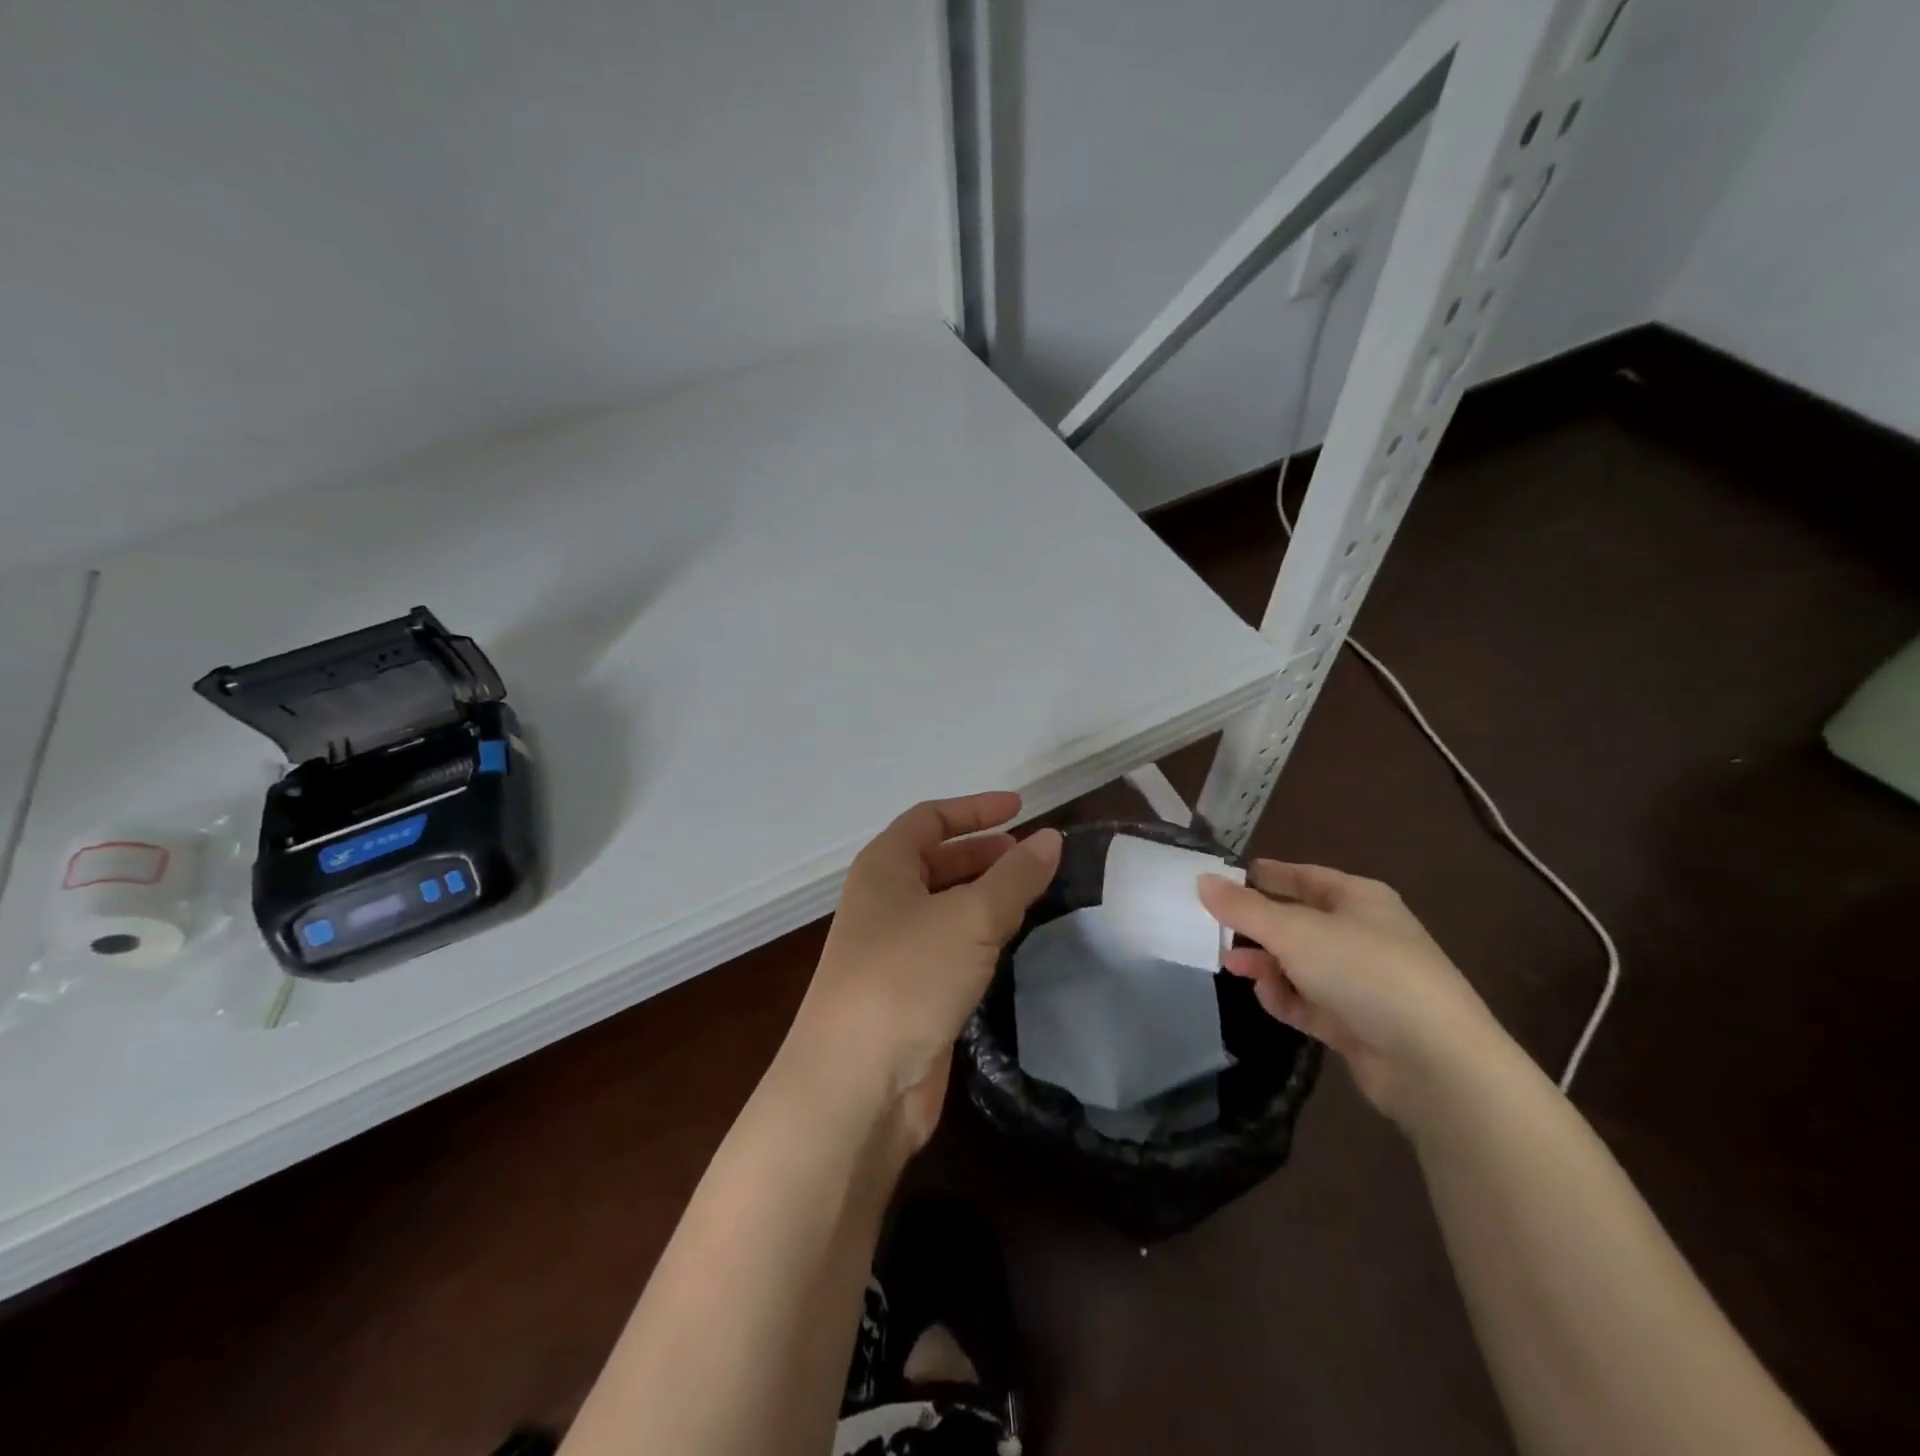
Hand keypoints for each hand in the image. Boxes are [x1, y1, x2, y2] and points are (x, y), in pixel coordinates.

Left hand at [787, 793, 1061, 1147]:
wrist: (855, 1084)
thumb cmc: (907, 978)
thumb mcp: (970, 917)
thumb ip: (1014, 876)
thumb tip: (1050, 838)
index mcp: (883, 868)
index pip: (930, 819)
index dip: (975, 810)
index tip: (1021, 808)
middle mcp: (883, 901)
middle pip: (937, 861)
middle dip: (984, 854)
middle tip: (1033, 857)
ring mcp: (893, 949)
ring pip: (946, 907)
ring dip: (985, 897)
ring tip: (1033, 896)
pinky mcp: (909, 993)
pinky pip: (949, 948)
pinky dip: (980, 937)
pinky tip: (1010, 944)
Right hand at [1197, 861, 1504, 1125]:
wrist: (1435, 1062)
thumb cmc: (1364, 972)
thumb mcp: (1294, 932)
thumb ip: (1243, 907)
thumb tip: (1202, 880)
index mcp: (1359, 899)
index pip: (1304, 877)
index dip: (1267, 875)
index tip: (1227, 877)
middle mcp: (1363, 935)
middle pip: (1298, 922)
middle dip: (1258, 927)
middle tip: (1216, 928)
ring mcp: (1363, 982)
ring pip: (1301, 964)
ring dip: (1266, 965)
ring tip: (1232, 965)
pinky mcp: (1358, 1024)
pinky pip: (1310, 1001)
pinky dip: (1286, 997)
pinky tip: (1266, 997)